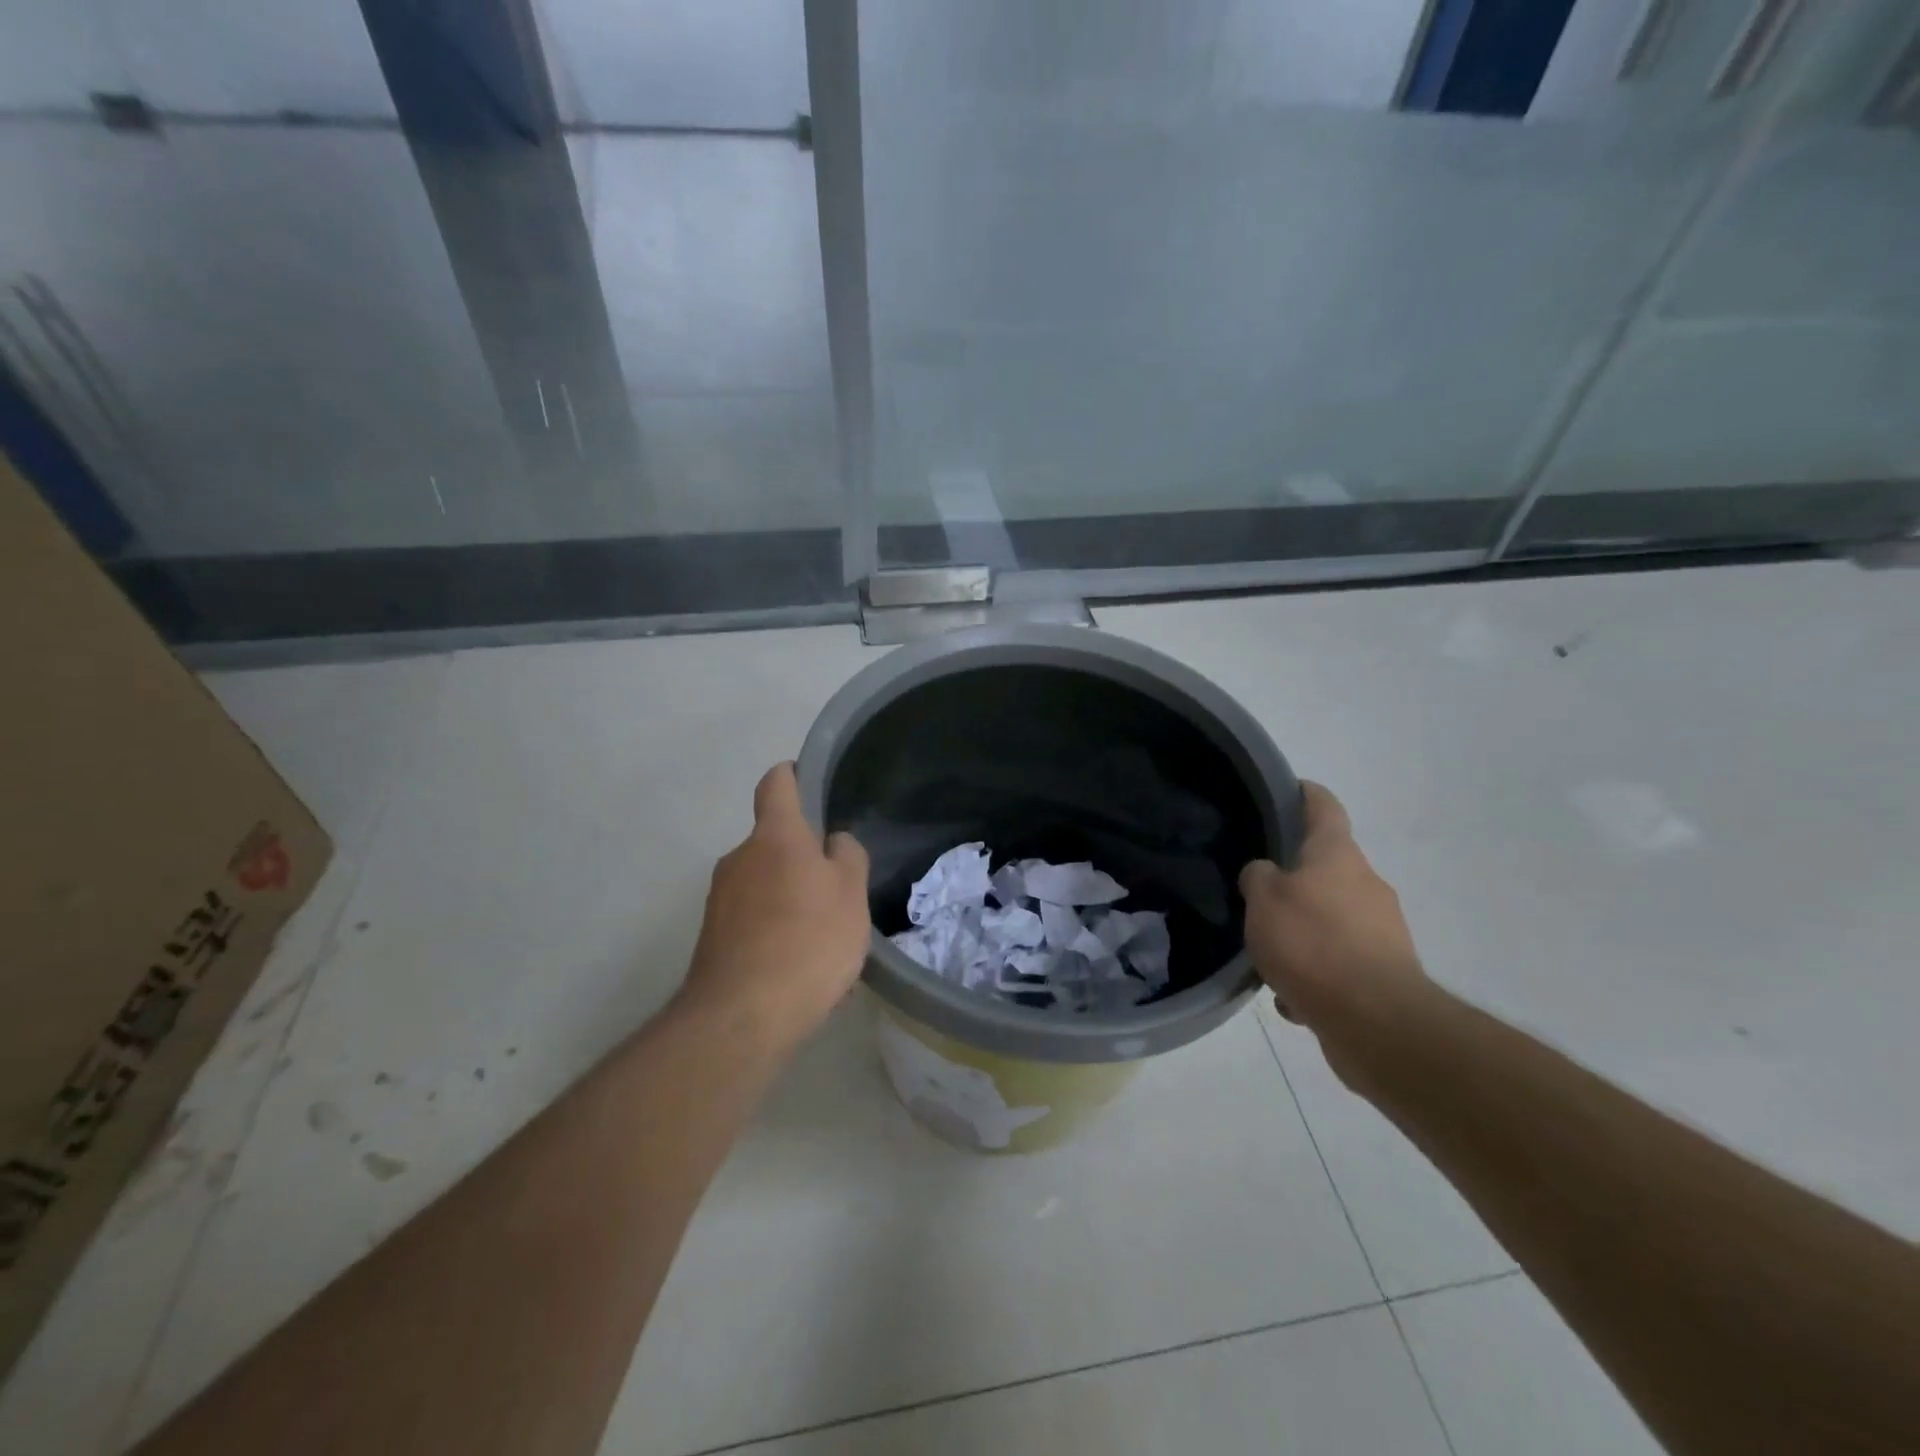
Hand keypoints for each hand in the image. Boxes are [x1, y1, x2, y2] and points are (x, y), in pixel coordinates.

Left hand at [677, 763, 871, 1049]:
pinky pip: (750, 917)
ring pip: (762, 881)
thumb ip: (846, 856)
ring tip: (819, 933)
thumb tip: (832, 842)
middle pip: (772, 840)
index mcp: (774, 837)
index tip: (808, 781)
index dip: (793, 775)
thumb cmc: (808, 941)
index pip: (777, 784)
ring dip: (786, 894)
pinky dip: (772, 927)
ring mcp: (719, 898)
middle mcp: (739, 857)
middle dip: (799, 855)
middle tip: (834, 886)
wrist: (742, 1016)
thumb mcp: (851, 894)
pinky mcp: (712, 936)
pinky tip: (794, 961)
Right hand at [1240, 782, 1434, 1083]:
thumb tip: (1265, 873)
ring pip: (1331, 918)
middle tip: (1258, 892)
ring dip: (1303, 930)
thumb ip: (1258, 877)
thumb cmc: (1312, 943)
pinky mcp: (1386, 971)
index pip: (1323, 807)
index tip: (1286, 790)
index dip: (1304, 794)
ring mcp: (1382, 929)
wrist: (1376, 1020)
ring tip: (1269, 956)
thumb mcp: (1263, 900)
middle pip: (1327, 867)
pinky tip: (1293, 996)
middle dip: (1295, 878)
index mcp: (1337, 855)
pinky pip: (1340, 961)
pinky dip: (1317, 972)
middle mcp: (1366, 884)